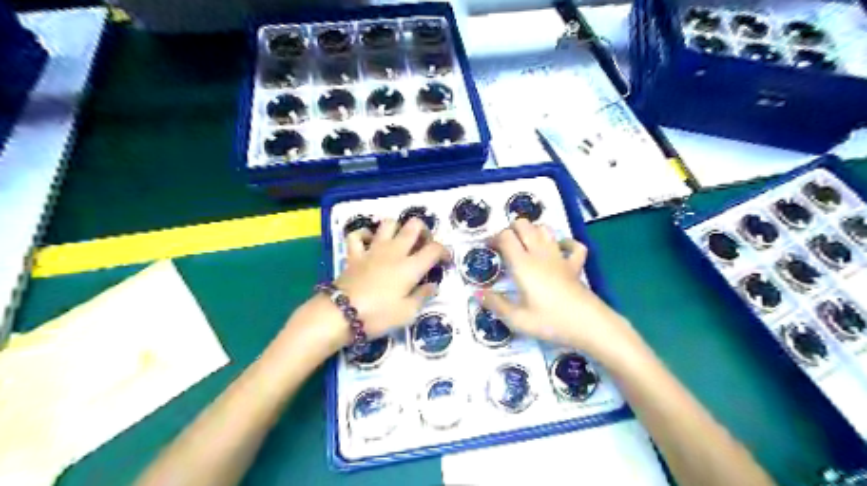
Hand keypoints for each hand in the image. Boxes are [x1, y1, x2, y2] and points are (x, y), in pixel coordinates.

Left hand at [335, 218, 450, 338]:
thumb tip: (432, 285)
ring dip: (397, 228)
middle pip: (413, 226)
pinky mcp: (355, 254)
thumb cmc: (378, 315)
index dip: (444, 251)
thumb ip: (422, 296)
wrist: (341, 314)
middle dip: (424, 231)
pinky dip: (364, 235)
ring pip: (388, 223)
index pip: (434, 249)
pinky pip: (357, 235)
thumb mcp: (407, 313)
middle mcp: (395, 252)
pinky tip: (370, 242)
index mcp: (411, 266)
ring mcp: (373, 250)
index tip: (445, 261)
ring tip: (400, 241)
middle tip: (424, 245)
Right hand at [485, 221, 635, 357]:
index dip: (495, 238)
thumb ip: (495, 304)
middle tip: (505, 245)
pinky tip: (559, 249)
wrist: (589, 325)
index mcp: (523, 264)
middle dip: (512, 229)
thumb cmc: (550, 321)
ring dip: (533, 231)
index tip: (489, 249)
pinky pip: (573, 246)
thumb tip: (477, 293)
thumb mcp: (517, 319)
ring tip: (526, 245)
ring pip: (545, 229)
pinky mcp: (575, 265)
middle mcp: (540, 254)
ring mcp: (560, 257)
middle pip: (524, 225)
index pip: (506, 236)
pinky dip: (565, 243)